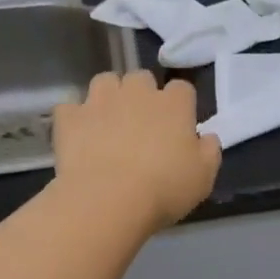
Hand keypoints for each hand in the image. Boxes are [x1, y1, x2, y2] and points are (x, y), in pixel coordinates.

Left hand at [52, 71, 221, 231]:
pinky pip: (71, 108)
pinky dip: (75, 118)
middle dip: (142, 94)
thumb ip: (209, 151)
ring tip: (108, 122)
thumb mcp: (203, 177)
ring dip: (108, 96)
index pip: (182, 88)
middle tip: (141, 123)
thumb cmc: (164, 189)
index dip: (180, 105)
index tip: (178, 126)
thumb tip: (206, 137)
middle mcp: (137, 92)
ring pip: (105, 81)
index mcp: (174, 104)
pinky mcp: (70, 117)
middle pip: (141, 78)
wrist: (107, 200)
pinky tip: (79, 136)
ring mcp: (100, 101)